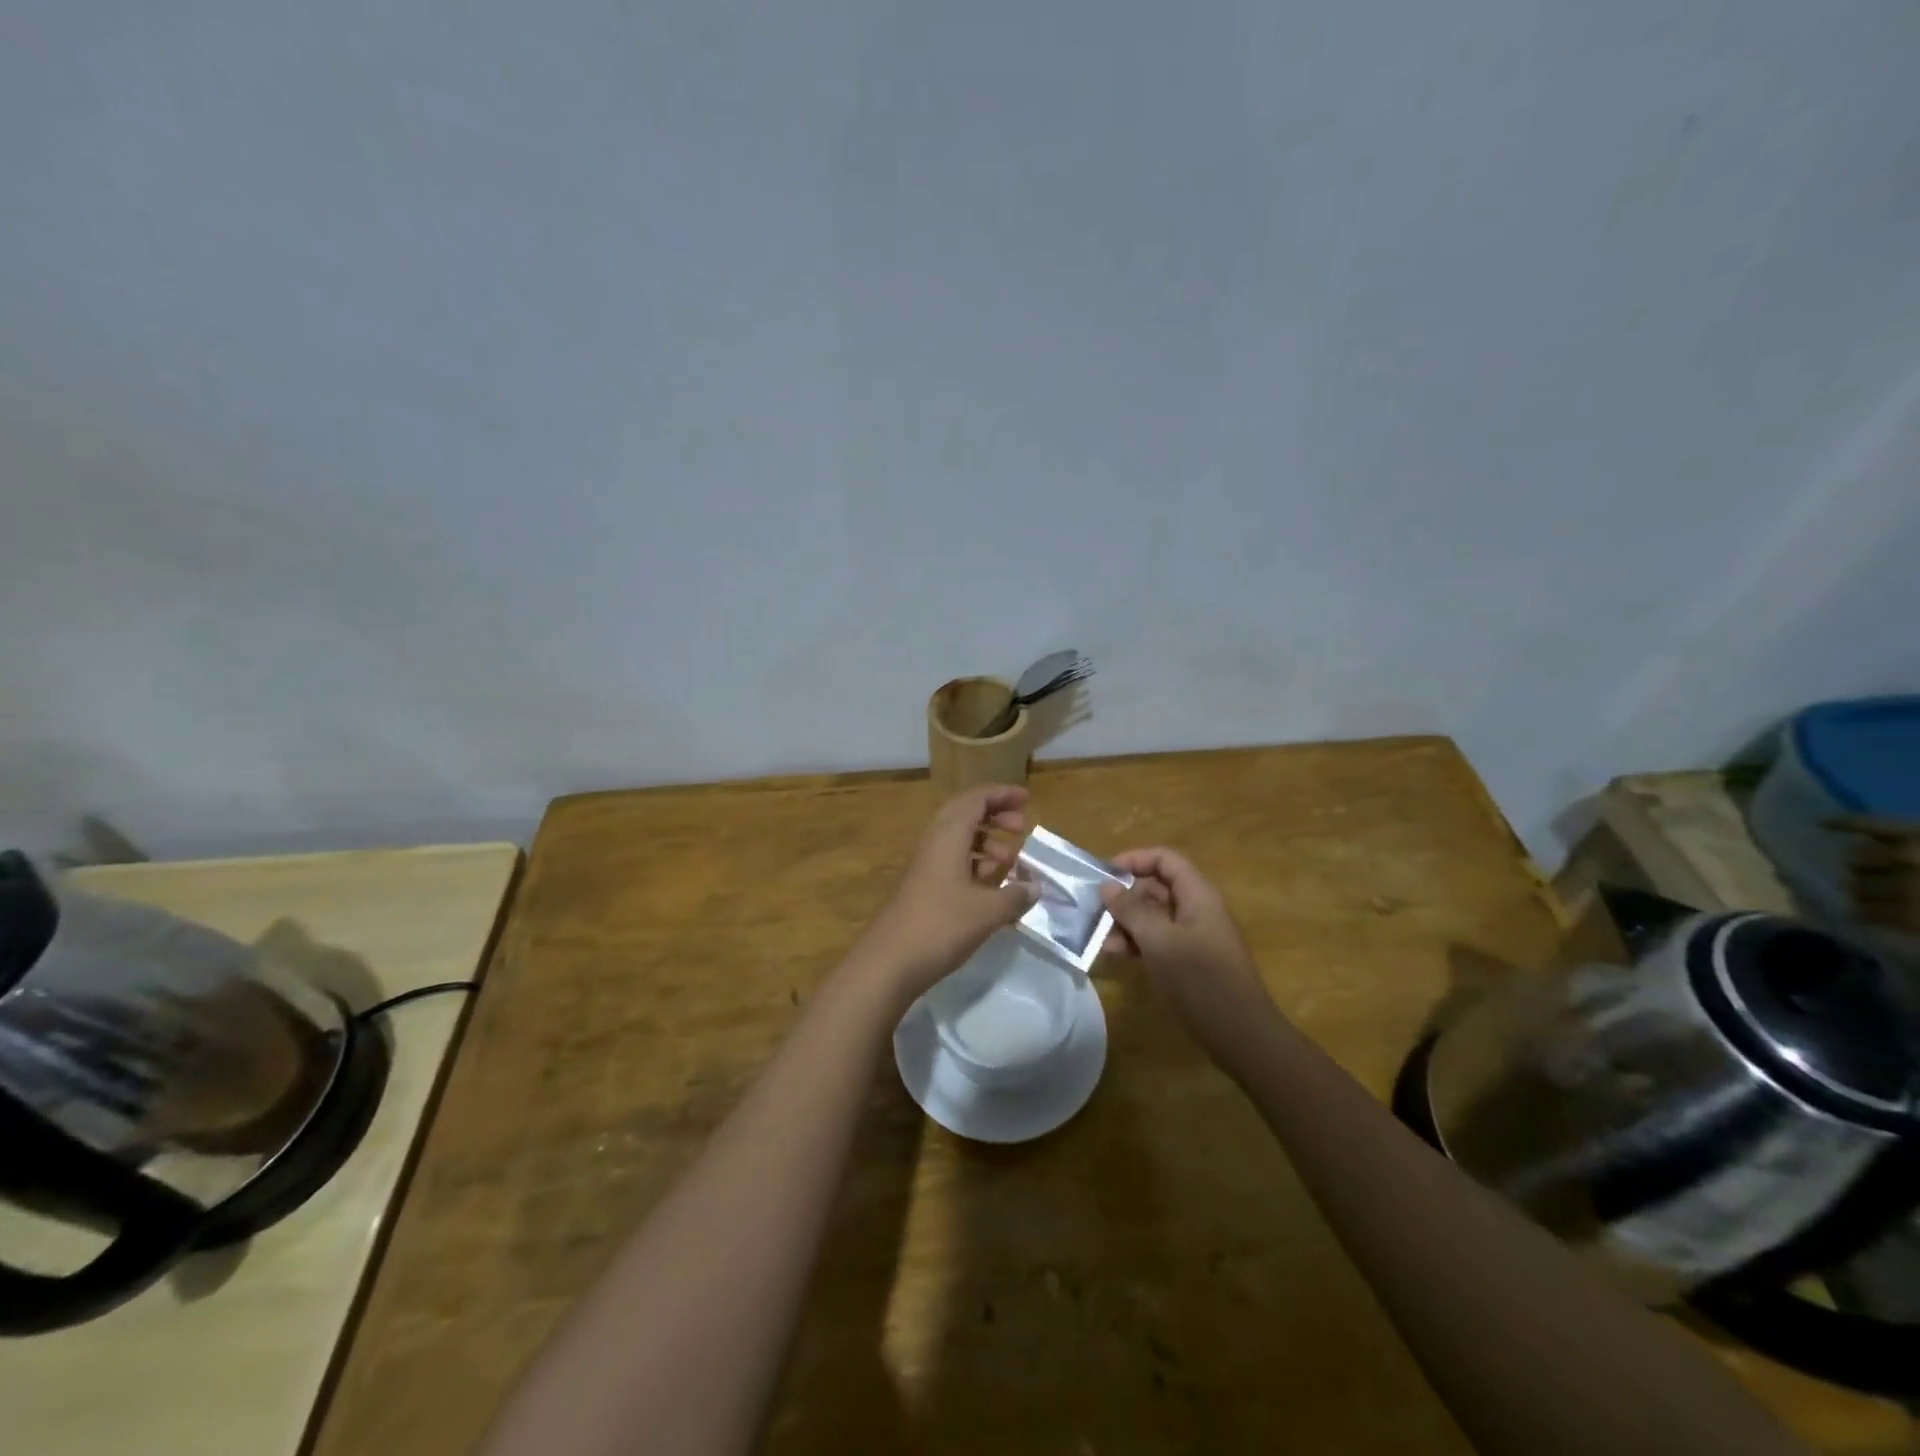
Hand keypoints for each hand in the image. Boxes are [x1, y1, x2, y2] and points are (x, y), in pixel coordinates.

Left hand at [858, 786, 1038, 1003]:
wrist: (890, 961)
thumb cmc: (941, 925)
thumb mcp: (987, 911)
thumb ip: (1015, 895)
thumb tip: (1035, 887)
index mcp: (948, 835)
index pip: (976, 799)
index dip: (1002, 795)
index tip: (1027, 800)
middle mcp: (935, 842)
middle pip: (966, 815)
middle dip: (995, 817)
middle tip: (1021, 829)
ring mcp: (926, 865)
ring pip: (959, 840)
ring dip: (986, 844)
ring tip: (1011, 863)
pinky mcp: (923, 887)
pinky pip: (953, 862)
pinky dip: (975, 865)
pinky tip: (992, 888)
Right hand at [1101, 848, 1277, 1063]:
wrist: (1241, 1035)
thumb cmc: (1201, 980)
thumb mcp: (1160, 941)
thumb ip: (1132, 910)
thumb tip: (1107, 886)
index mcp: (1198, 894)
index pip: (1165, 859)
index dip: (1134, 859)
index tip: (1104, 875)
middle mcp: (1197, 909)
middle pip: (1156, 887)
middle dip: (1125, 897)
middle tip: (1094, 913)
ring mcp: (1194, 936)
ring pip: (1154, 916)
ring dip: (1126, 923)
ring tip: (1101, 941)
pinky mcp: (1189, 961)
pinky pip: (1158, 940)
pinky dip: (1137, 943)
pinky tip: (1116, 956)